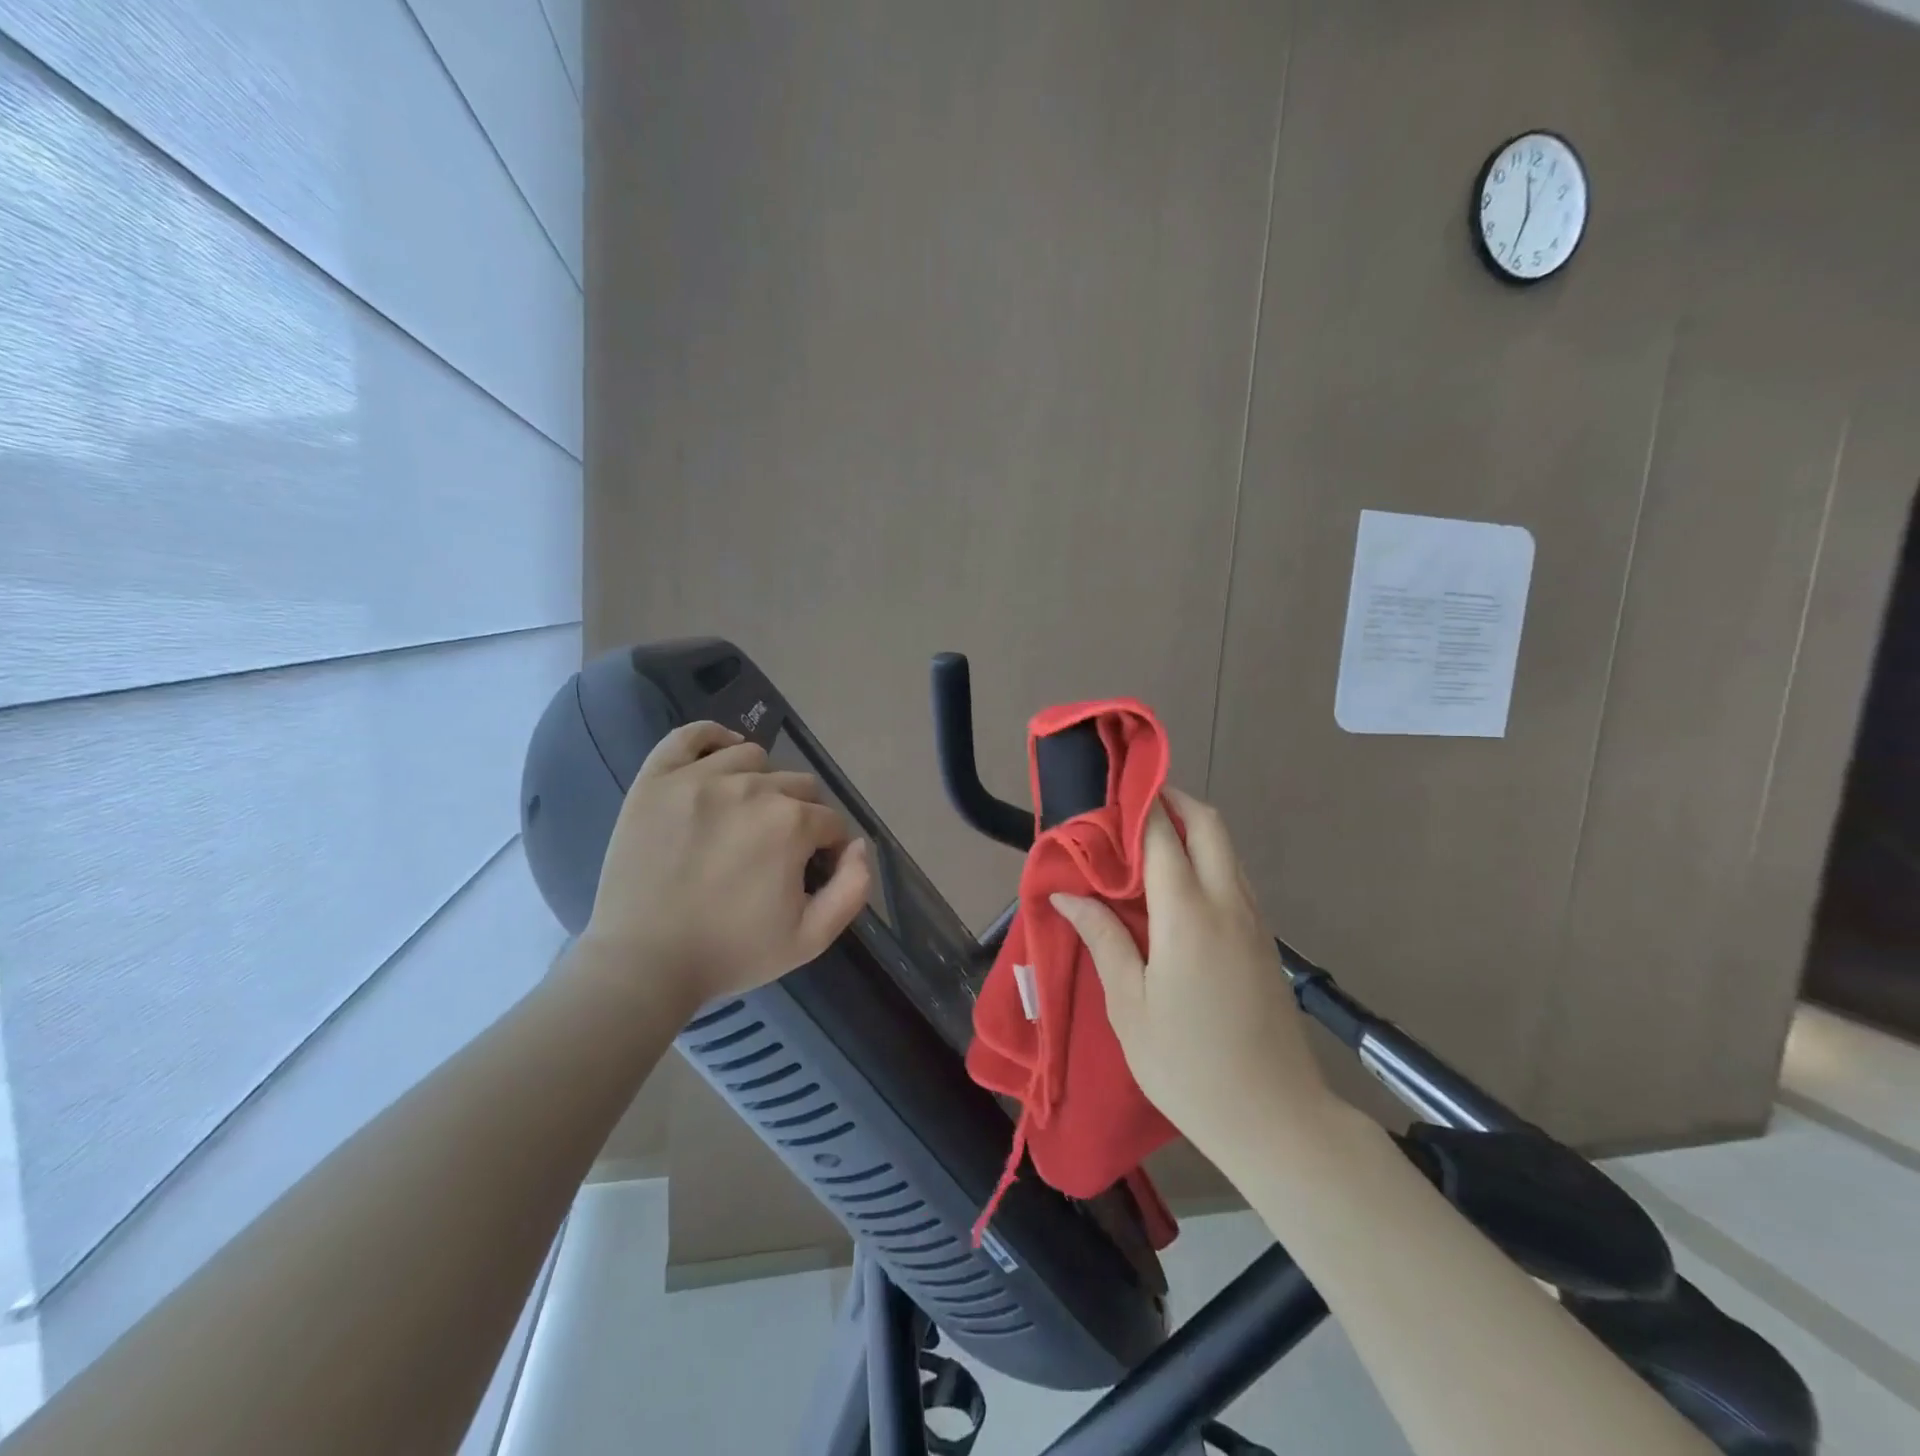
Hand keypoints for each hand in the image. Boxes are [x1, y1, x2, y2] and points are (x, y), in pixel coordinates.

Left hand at [580, 721, 871, 1011]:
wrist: (642, 963)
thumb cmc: (730, 953)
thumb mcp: (811, 938)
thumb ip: (853, 889)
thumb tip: (859, 846)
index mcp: (791, 823)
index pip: (829, 821)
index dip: (826, 849)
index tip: (808, 873)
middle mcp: (752, 787)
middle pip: (798, 785)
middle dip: (799, 816)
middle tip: (774, 852)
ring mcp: (699, 778)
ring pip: (753, 757)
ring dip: (761, 782)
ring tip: (745, 816)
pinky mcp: (657, 779)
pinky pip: (690, 735)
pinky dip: (712, 738)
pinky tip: (720, 757)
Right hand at [1051, 788, 1335, 1163]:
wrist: (1277, 1120)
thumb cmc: (1188, 1065)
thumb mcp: (1130, 1006)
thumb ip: (1103, 939)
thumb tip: (1068, 895)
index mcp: (1188, 914)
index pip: (1162, 835)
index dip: (1135, 806)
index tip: (1106, 792)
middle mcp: (1227, 903)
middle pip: (1208, 824)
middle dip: (1172, 800)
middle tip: (1129, 805)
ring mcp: (1253, 920)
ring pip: (1226, 849)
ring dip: (1191, 828)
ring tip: (1145, 841)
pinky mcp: (1265, 941)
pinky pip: (1234, 878)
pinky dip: (1206, 859)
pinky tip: (1175, 888)